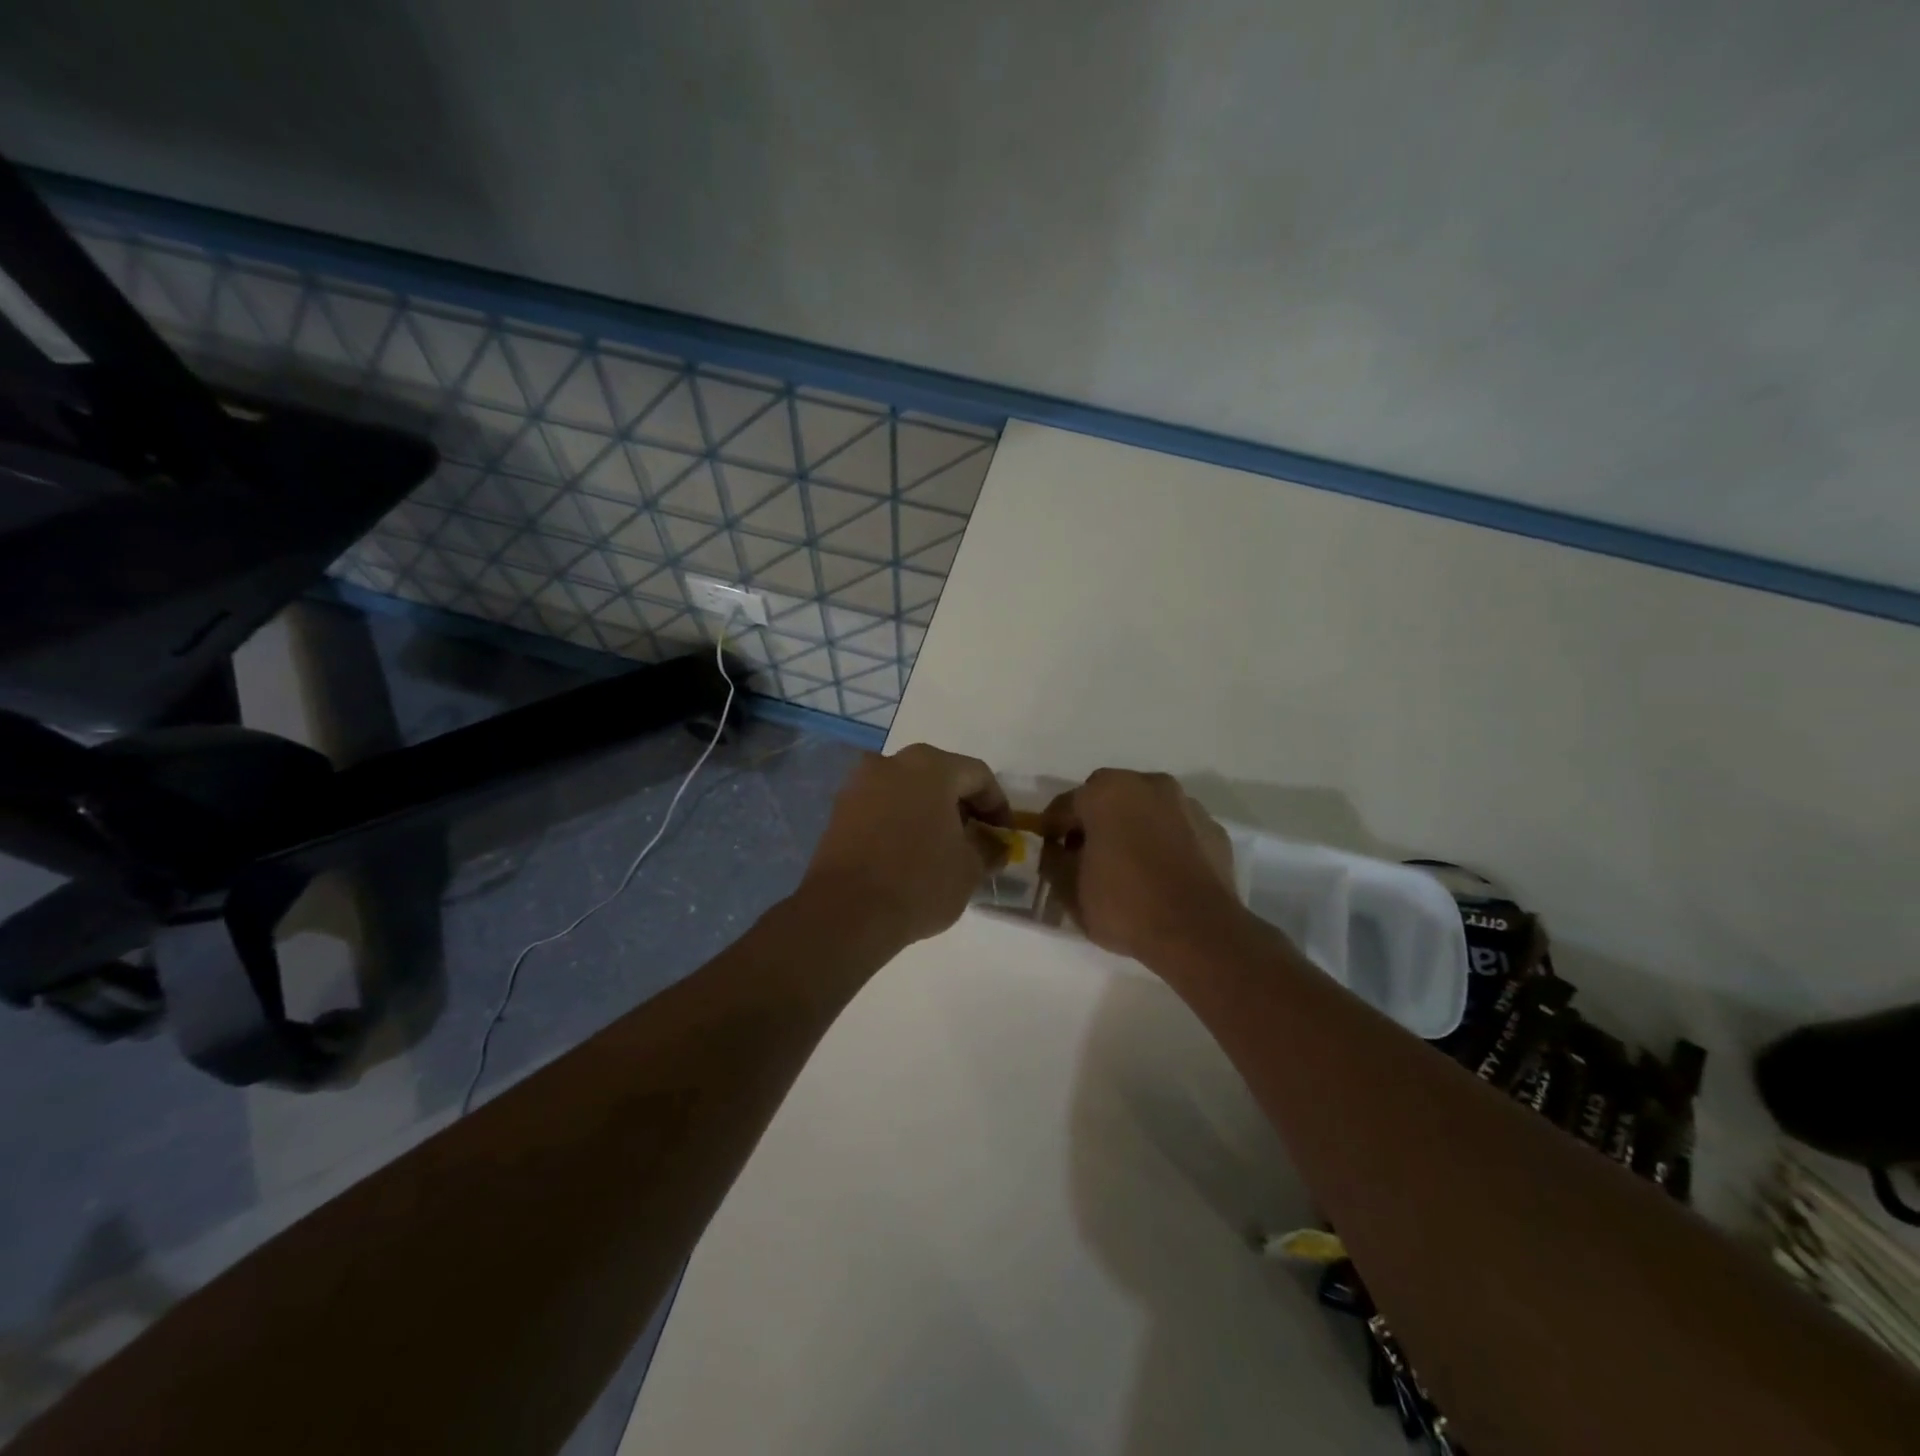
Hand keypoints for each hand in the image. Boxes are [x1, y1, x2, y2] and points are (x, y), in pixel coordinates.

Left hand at [799, 743, 1010, 947]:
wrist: (845, 912)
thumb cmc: (919, 882)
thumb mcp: (970, 868)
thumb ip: (988, 848)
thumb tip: (994, 845)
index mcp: (930, 766)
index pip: (978, 776)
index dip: (998, 806)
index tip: (1005, 837)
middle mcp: (892, 762)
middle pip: (940, 777)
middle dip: (962, 807)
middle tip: (976, 840)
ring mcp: (860, 784)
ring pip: (908, 791)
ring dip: (929, 813)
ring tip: (942, 850)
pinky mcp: (839, 811)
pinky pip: (882, 808)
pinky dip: (901, 823)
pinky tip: (909, 854)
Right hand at [1040, 769, 1244, 963]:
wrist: (1199, 931)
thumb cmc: (1125, 904)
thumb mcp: (1070, 890)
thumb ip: (1054, 862)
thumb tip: (1056, 852)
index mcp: (1106, 792)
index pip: (1065, 805)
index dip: (1052, 829)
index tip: (1049, 852)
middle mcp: (1147, 785)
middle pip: (1108, 798)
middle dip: (1095, 822)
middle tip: (1087, 855)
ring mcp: (1185, 804)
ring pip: (1146, 810)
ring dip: (1132, 828)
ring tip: (1128, 865)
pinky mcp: (1213, 829)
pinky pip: (1176, 830)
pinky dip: (1164, 843)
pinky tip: (1161, 873)